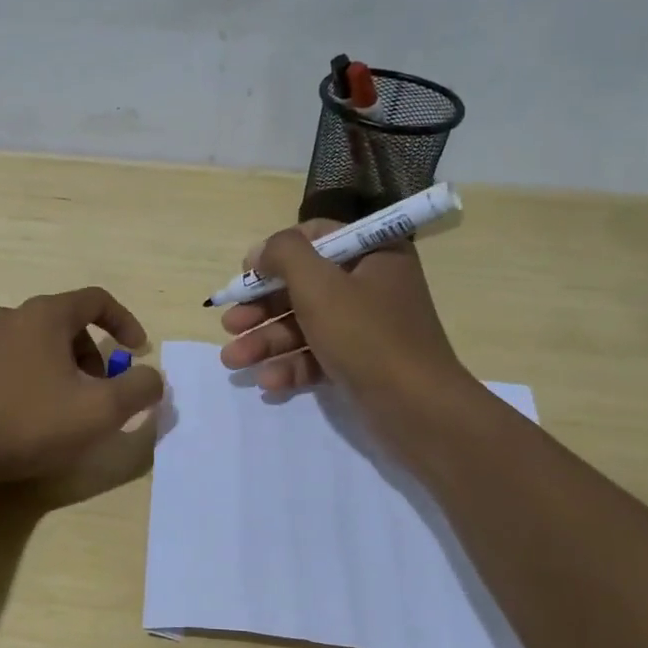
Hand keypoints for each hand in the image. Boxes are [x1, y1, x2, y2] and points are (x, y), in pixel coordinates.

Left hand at [0, 287, 165, 484]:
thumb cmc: (29, 421)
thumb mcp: (100, 411)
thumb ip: (139, 389)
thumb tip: (152, 378)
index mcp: (45, 315)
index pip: (96, 300)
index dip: (124, 322)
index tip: (137, 351)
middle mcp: (11, 317)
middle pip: (65, 323)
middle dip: (92, 354)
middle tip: (100, 392)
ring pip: (35, 344)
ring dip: (61, 368)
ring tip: (64, 407)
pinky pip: (8, 363)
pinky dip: (29, 379)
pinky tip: (26, 415)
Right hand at [217, 220, 469, 438]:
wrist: (418, 410)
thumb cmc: (367, 336)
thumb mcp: (319, 285)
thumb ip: (285, 255)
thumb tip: (263, 250)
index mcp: (373, 254)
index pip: (317, 237)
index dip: (277, 253)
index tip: (246, 274)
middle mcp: (372, 285)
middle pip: (304, 286)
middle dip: (262, 308)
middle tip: (229, 324)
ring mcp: (367, 327)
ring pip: (306, 324)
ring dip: (267, 341)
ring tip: (233, 360)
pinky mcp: (361, 364)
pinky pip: (319, 356)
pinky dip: (292, 366)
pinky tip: (267, 383)